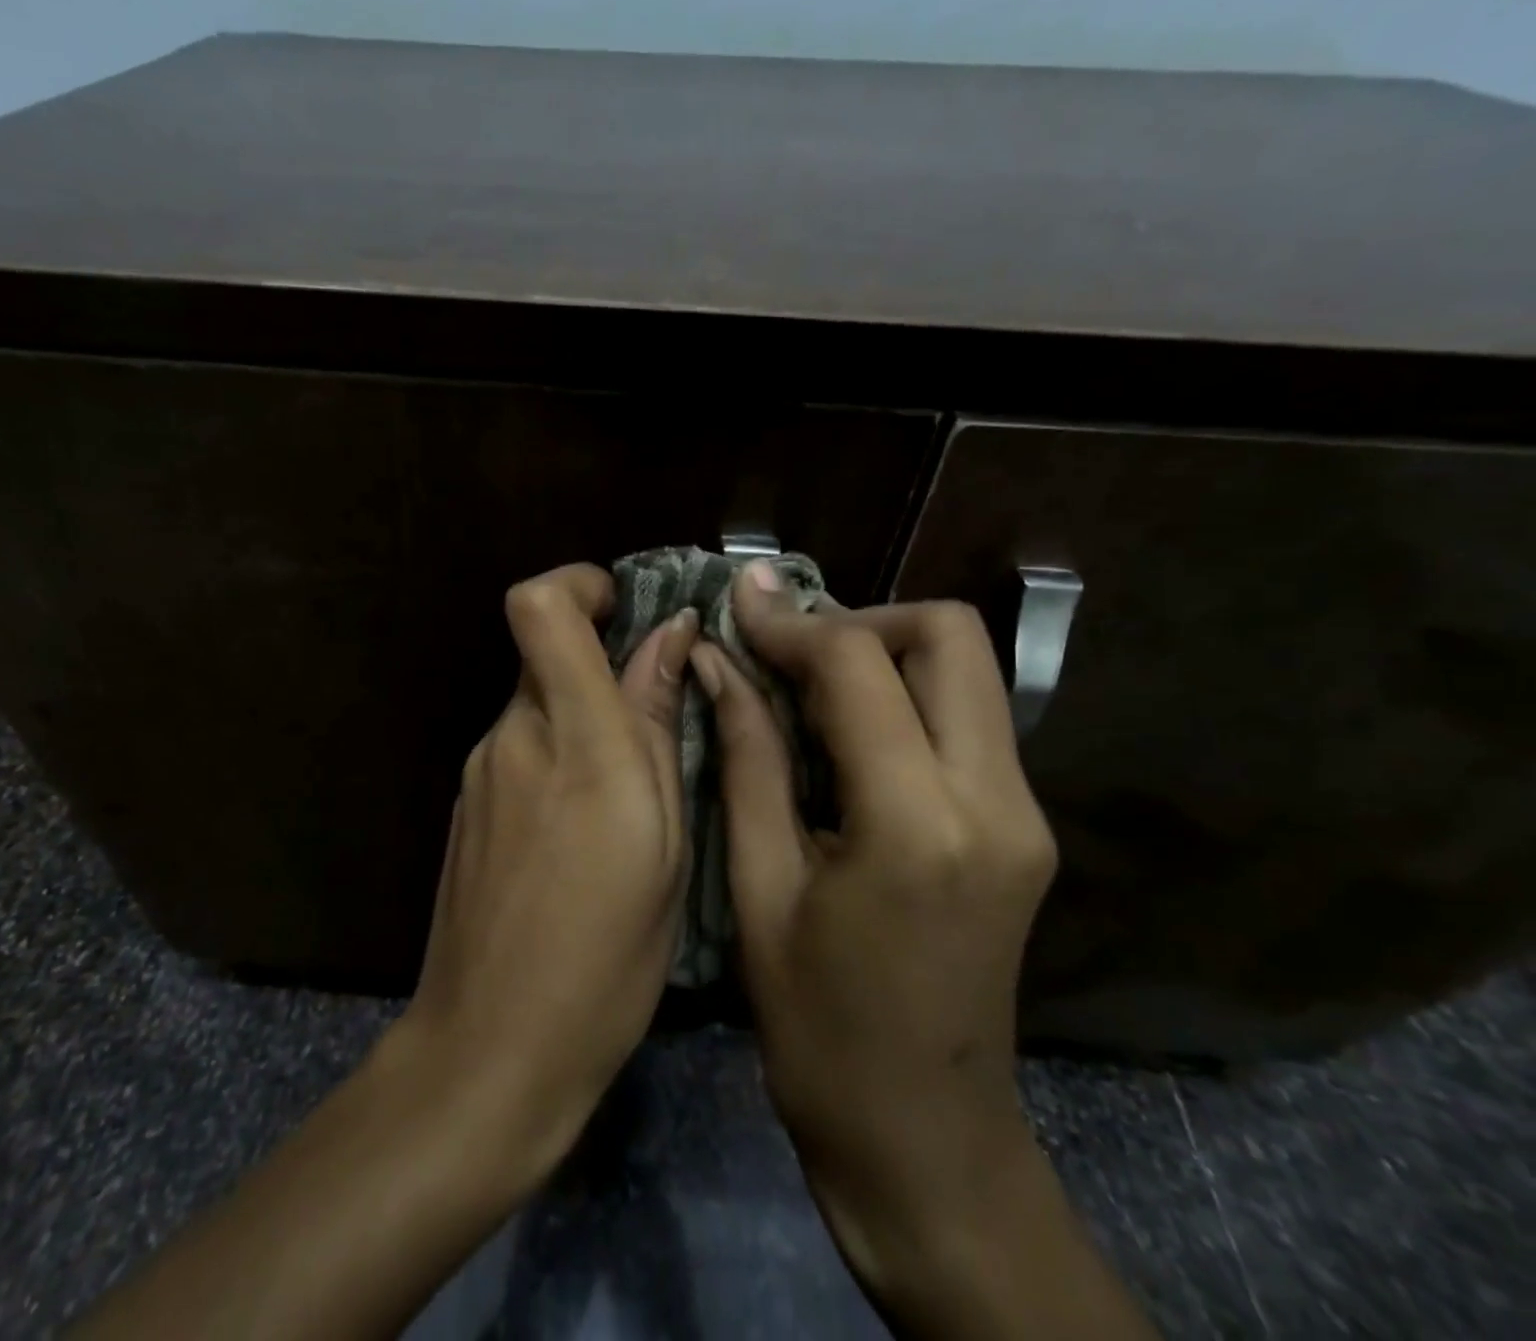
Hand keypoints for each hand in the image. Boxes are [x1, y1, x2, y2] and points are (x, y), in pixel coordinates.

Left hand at [396, 562, 701, 1174]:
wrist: (490, 1047)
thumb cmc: (604, 955)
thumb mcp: (665, 841)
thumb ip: (657, 725)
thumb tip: (670, 636)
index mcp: (573, 740)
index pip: (540, 609)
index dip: (580, 584)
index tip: (625, 607)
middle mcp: (512, 737)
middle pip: (546, 653)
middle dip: (603, 665)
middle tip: (660, 722)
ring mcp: (478, 771)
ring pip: (539, 705)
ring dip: (586, 719)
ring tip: (631, 796)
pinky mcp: (465, 803)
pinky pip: (521, 748)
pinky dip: (560, 757)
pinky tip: (584, 830)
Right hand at [691, 564, 1058, 1290]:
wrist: (924, 1135)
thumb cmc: (817, 1025)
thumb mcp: (759, 884)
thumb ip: (746, 756)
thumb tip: (715, 661)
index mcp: (916, 823)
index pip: (859, 664)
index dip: (789, 622)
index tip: (738, 607)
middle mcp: (995, 800)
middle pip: (948, 634)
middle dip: (858, 620)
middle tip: (785, 651)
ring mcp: (1025, 811)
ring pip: (966, 668)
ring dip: (882, 651)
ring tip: (803, 681)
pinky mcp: (1026, 824)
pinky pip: (967, 716)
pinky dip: (904, 694)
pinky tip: (842, 727)